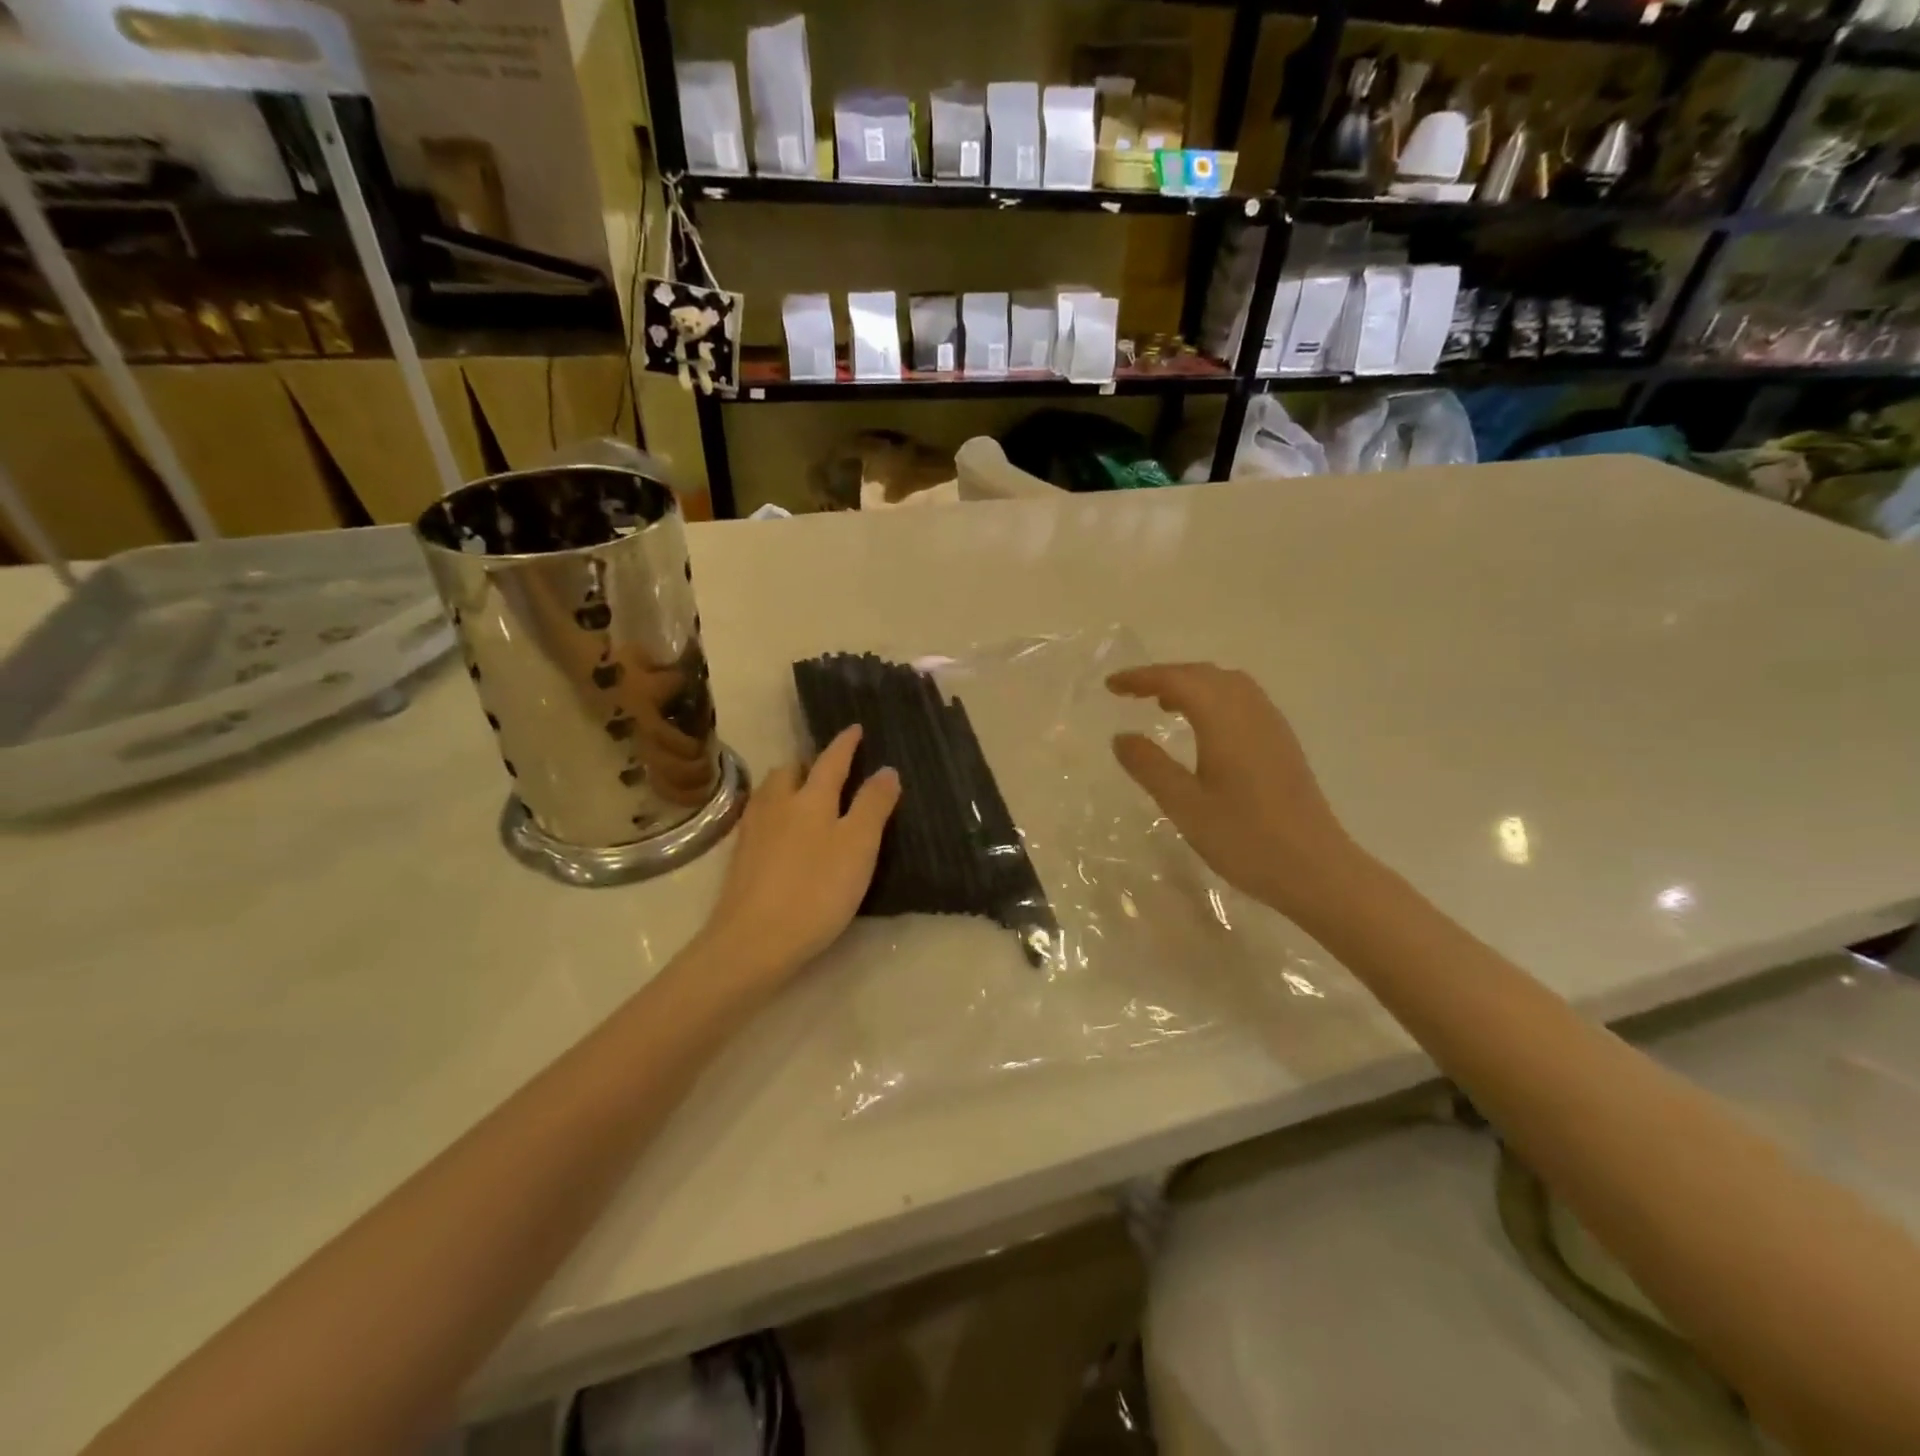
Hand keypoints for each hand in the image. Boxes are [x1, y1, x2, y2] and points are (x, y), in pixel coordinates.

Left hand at [697, 725, 900, 985]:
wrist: (753, 940)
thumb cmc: (816, 890)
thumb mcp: (858, 846)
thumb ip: (873, 805)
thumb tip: (886, 769)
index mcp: (810, 798)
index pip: (831, 760)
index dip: (845, 743)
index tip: (855, 728)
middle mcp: (777, 804)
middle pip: (790, 771)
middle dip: (810, 763)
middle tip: (828, 769)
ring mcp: (753, 830)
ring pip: (770, 792)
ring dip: (788, 785)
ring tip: (804, 797)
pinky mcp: (740, 857)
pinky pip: (760, 817)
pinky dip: (775, 811)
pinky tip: (781, 832)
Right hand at [1108, 663, 1363, 916]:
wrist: (1316, 869)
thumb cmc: (1245, 838)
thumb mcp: (1184, 805)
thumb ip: (1150, 767)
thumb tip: (1121, 736)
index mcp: (1224, 720)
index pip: (1177, 680)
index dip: (1141, 678)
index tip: (1111, 685)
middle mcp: (1251, 711)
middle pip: (1204, 674)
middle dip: (1164, 675)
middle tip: (1130, 692)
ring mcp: (1272, 726)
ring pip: (1227, 684)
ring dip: (1192, 684)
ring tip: (1163, 704)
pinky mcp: (1282, 744)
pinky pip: (1243, 700)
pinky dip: (1214, 698)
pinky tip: (1203, 728)